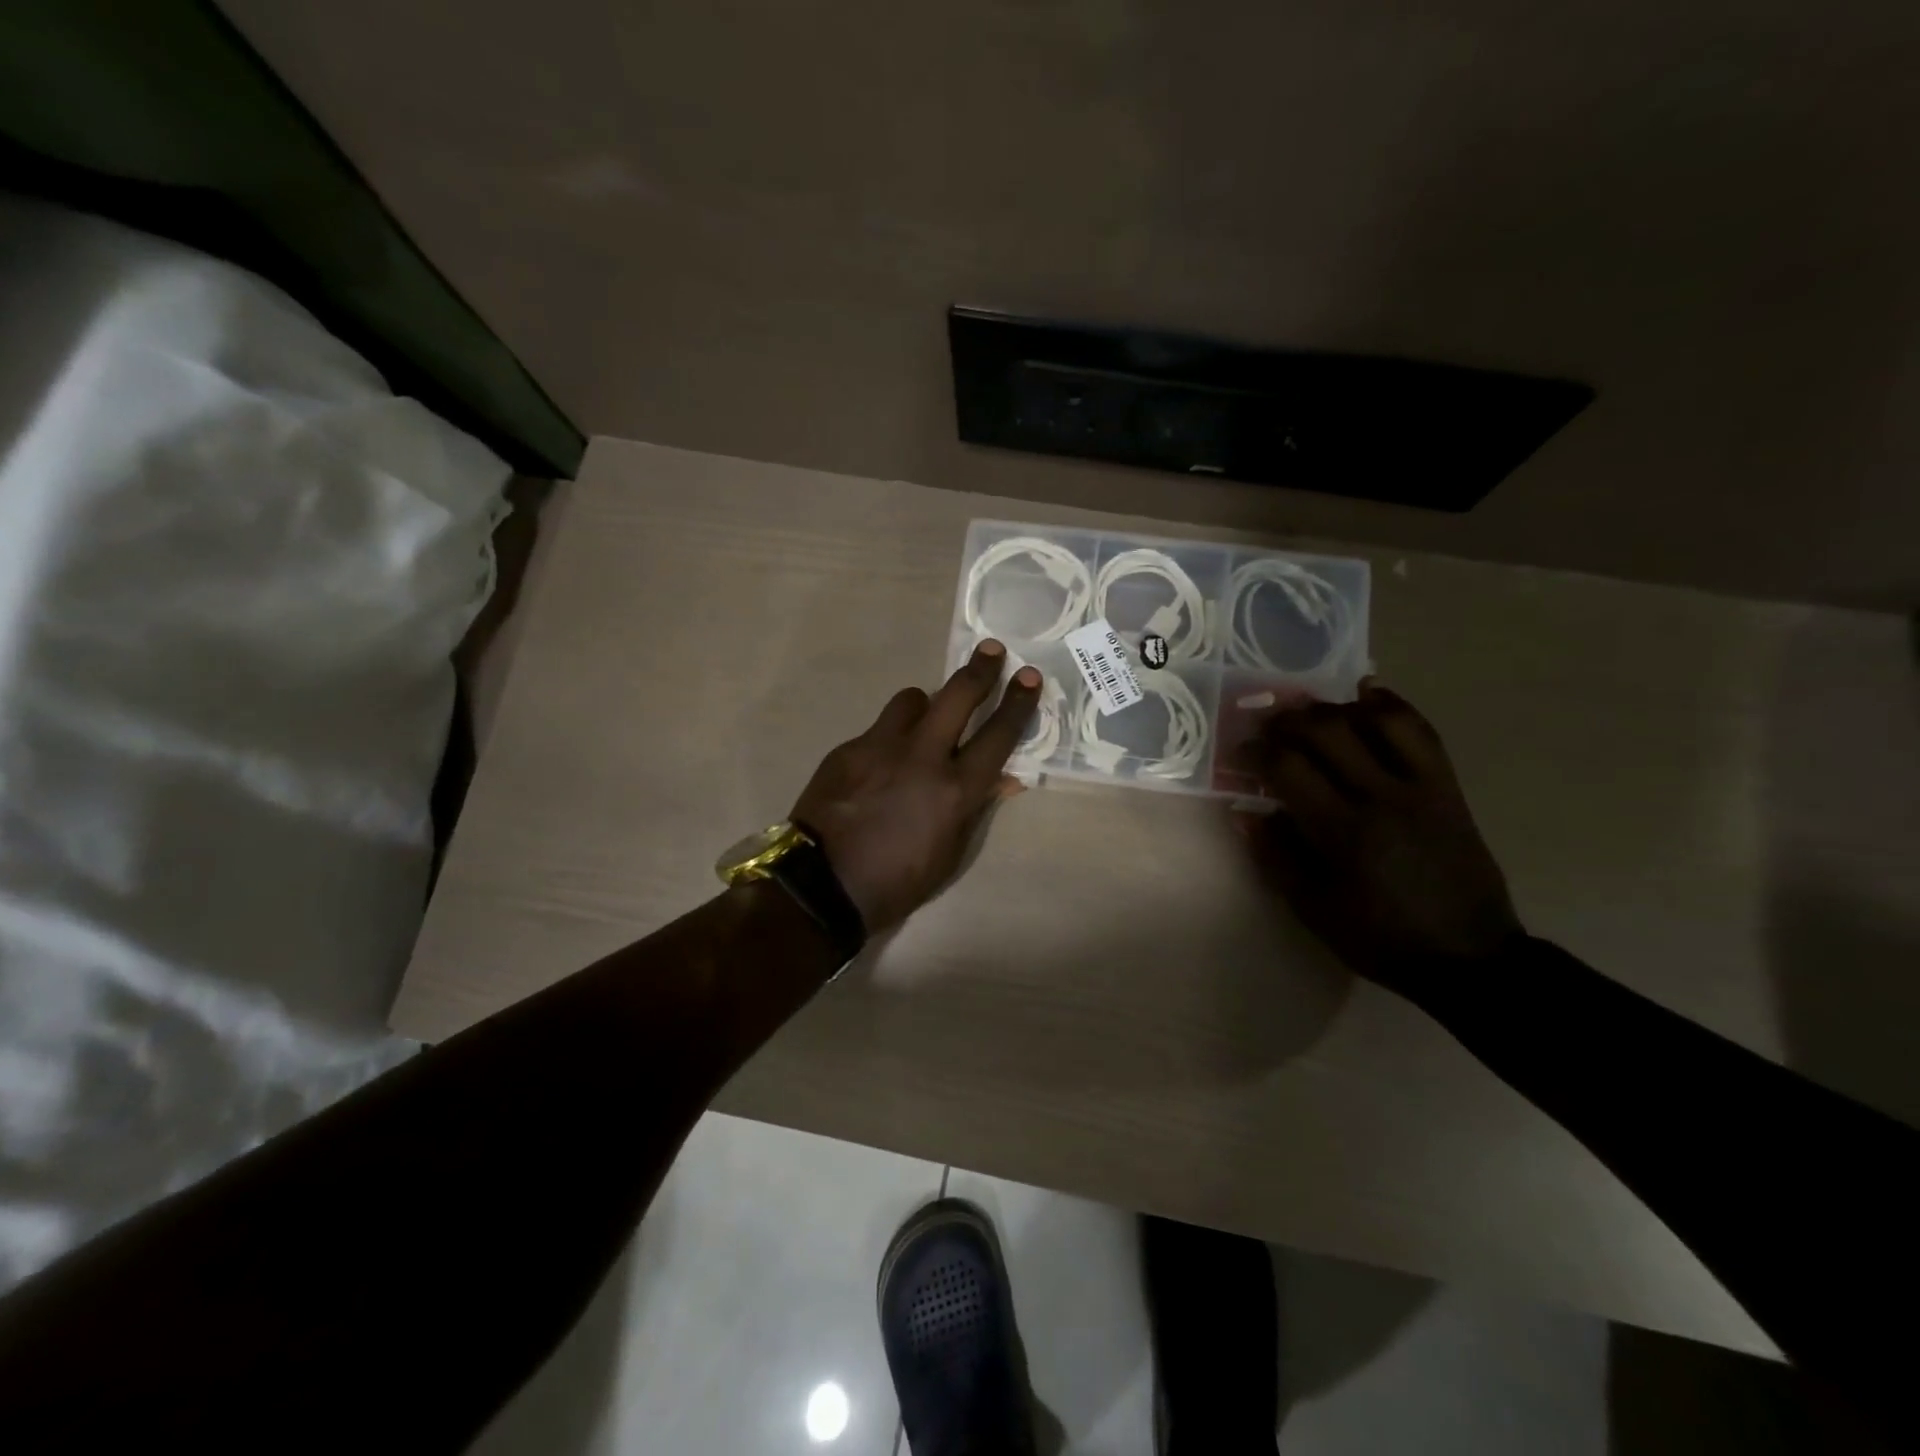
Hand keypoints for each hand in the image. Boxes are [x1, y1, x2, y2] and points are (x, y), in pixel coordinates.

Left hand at [792, 641, 1041, 931]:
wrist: (821, 887)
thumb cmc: (897, 881)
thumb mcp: (950, 854)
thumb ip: (976, 808)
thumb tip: (1004, 778)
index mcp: (955, 790)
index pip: (998, 735)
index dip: (1018, 703)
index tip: (1028, 677)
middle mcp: (922, 757)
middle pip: (957, 696)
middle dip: (980, 670)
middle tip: (991, 650)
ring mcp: (880, 747)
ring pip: (911, 700)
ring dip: (925, 706)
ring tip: (923, 722)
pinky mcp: (847, 749)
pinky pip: (877, 729)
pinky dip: (889, 739)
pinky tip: (878, 766)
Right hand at [1236, 681, 1522, 1003]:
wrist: (1469, 957)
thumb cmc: (1381, 938)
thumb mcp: (1314, 909)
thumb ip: (1276, 856)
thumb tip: (1246, 812)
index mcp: (1343, 833)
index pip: (1289, 768)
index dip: (1256, 752)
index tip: (1240, 754)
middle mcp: (1382, 797)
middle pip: (1327, 732)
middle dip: (1287, 720)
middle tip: (1267, 725)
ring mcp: (1421, 787)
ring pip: (1375, 720)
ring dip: (1335, 708)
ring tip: (1311, 713)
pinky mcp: (1447, 788)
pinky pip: (1420, 731)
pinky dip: (1391, 705)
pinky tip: (1367, 694)